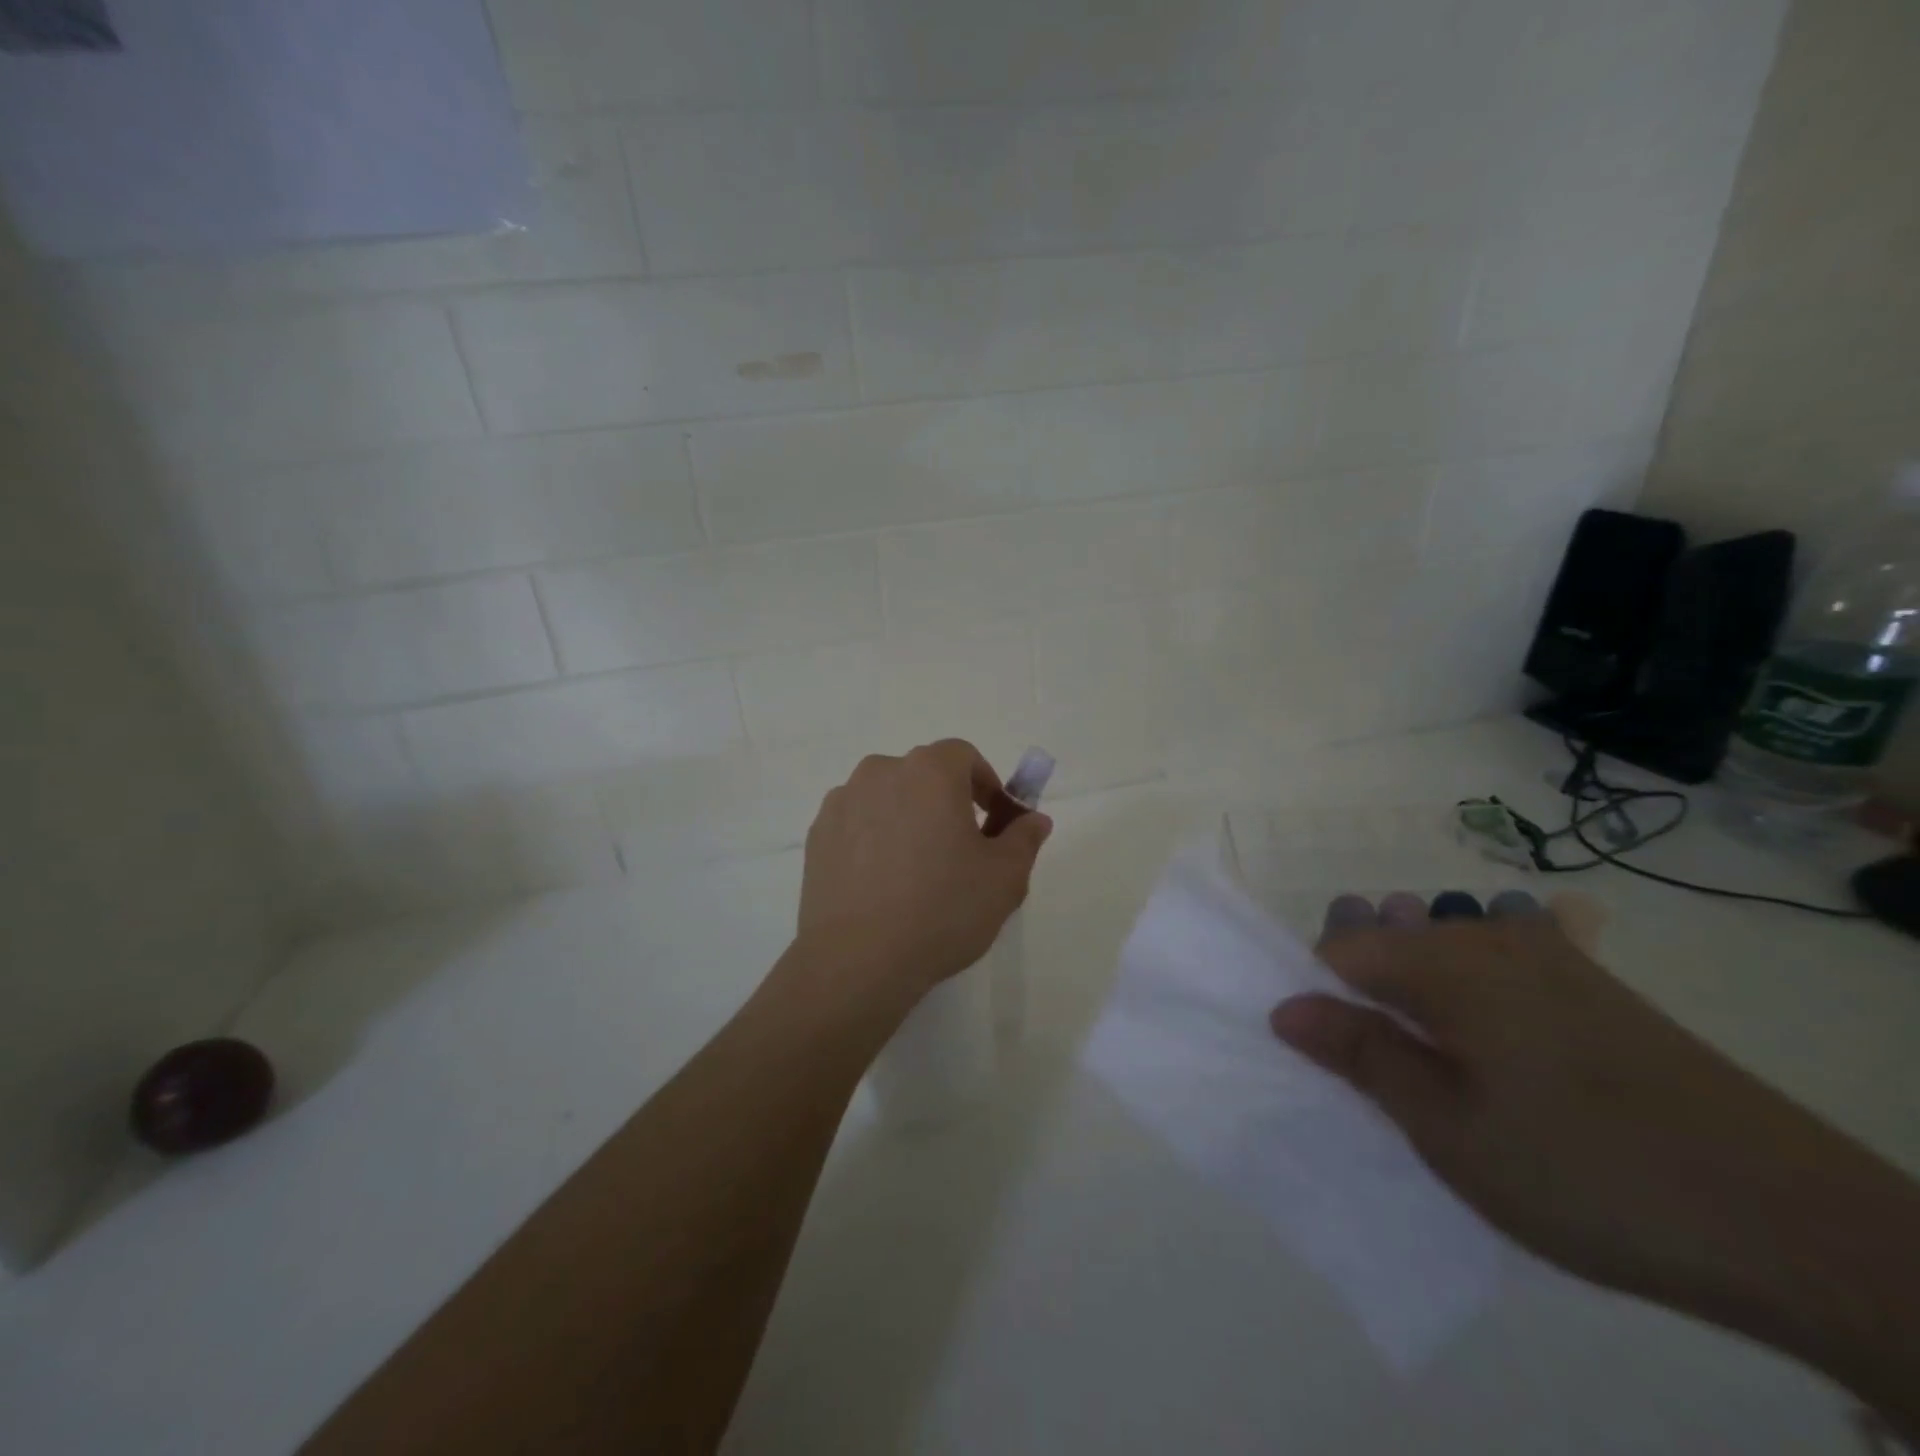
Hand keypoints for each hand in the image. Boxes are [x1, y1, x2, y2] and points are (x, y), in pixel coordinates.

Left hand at [795, 740, 1050, 1002]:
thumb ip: (1024, 838)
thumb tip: (1034, 819)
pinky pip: (857, 823)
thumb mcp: (1004, 878)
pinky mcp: (817, 835)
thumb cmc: (942, 909)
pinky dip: (873, 838)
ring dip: (907, 818)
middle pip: (923, 774)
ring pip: (887, 797)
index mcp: (929, 771)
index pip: (964, 755)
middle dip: (946, 801)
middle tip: (960, 849)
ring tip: (916, 870)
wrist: (858, 959)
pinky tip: (882, 884)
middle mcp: (881, 772)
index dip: (985, 783)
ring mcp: (842, 802)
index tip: (994, 821)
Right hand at [1269, 897, 1905, 1335]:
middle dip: (1362, 995)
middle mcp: (1489, 938)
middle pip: (1388, 941)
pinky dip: (1468, 1003)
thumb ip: (1361, 1054)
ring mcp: (1549, 957)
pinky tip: (1492, 1057)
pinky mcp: (1593, 987)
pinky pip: (1496, 970)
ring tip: (1432, 1072)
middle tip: (1378, 1074)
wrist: (1798, 1224)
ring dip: (1415, 1001)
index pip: (1339, 950)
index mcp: (1446, 962)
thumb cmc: (1586, 1173)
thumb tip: (1284, 1008)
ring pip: (1440, 954)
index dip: (1313, 996)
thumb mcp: (1448, 1128)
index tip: (1319, 1056)